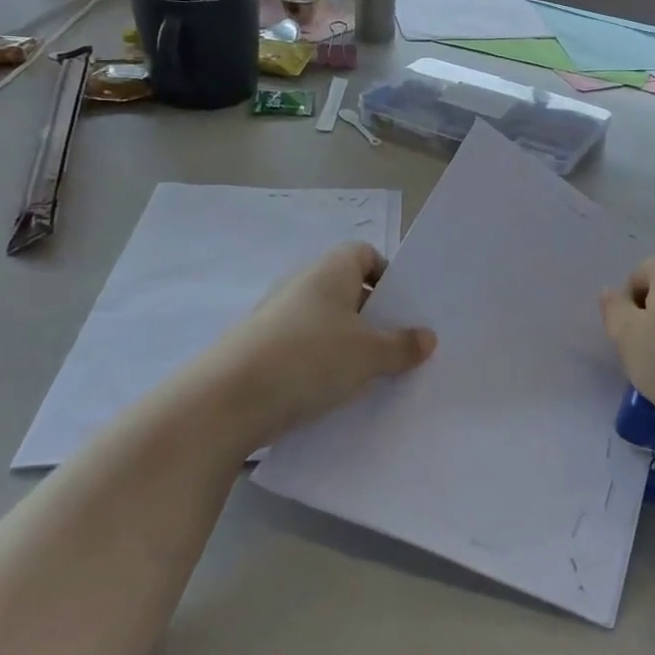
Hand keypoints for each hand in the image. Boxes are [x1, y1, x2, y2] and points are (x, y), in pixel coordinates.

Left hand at [202, 243, 434, 448]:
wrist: (226, 400)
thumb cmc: (309, 359)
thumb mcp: (369, 355)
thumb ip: (402, 345)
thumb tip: (427, 337)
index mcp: (330, 270)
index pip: (365, 253)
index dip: (387, 276)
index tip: (402, 309)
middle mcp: (301, 284)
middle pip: (346, 289)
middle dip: (372, 316)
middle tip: (396, 345)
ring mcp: (276, 316)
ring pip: (324, 322)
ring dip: (346, 344)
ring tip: (368, 375)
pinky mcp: (258, 349)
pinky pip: (302, 348)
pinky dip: (319, 365)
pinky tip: (331, 393)